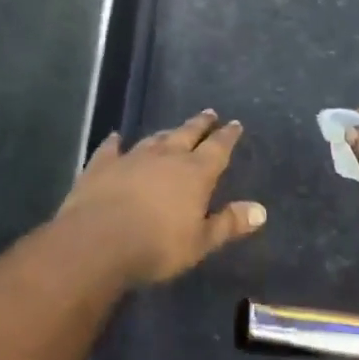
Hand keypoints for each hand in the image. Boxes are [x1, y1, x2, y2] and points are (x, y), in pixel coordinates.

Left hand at [60, 110, 265, 286]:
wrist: (98, 242)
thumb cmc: (157, 246)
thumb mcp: (200, 242)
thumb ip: (229, 223)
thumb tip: (261, 209)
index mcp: (195, 173)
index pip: (218, 148)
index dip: (228, 136)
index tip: (235, 124)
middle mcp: (166, 156)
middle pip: (187, 134)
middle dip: (201, 124)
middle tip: (210, 113)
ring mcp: (132, 157)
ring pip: (154, 139)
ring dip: (166, 133)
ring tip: (173, 129)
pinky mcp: (102, 166)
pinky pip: (111, 149)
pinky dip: (115, 143)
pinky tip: (115, 138)